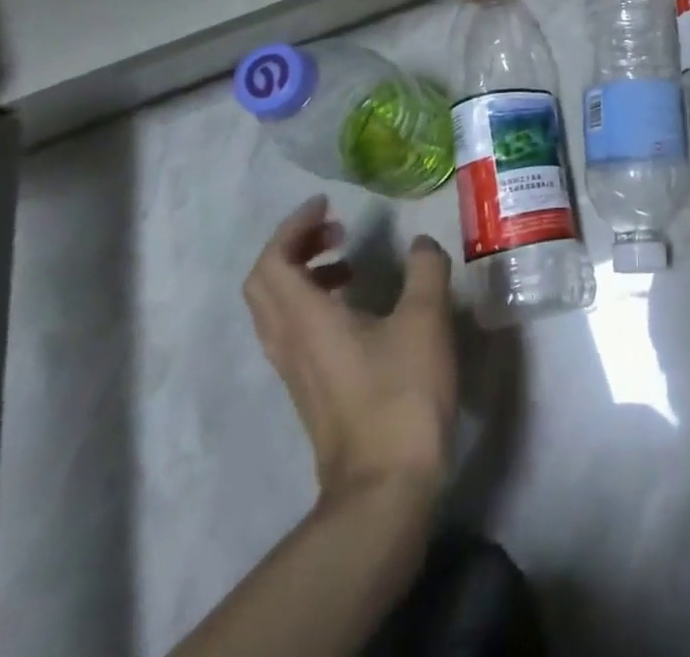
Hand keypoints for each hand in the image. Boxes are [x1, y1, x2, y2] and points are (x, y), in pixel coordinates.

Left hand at [242, 195, 457, 502]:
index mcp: (306, 320)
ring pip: (278, 309)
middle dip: (294, 247)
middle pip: (264, 284)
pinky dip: (316, 302)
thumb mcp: (425, 319)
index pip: (273, 263)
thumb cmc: (401, 393)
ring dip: (305, 275)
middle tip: (335, 229)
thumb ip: (425, 270)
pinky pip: (296, 331)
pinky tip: (360, 307)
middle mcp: (289, 342)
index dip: (293, 227)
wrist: (385, 485)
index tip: (326, 205)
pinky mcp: (312, 390)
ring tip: (350, 263)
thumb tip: (421, 244)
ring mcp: (296, 371)